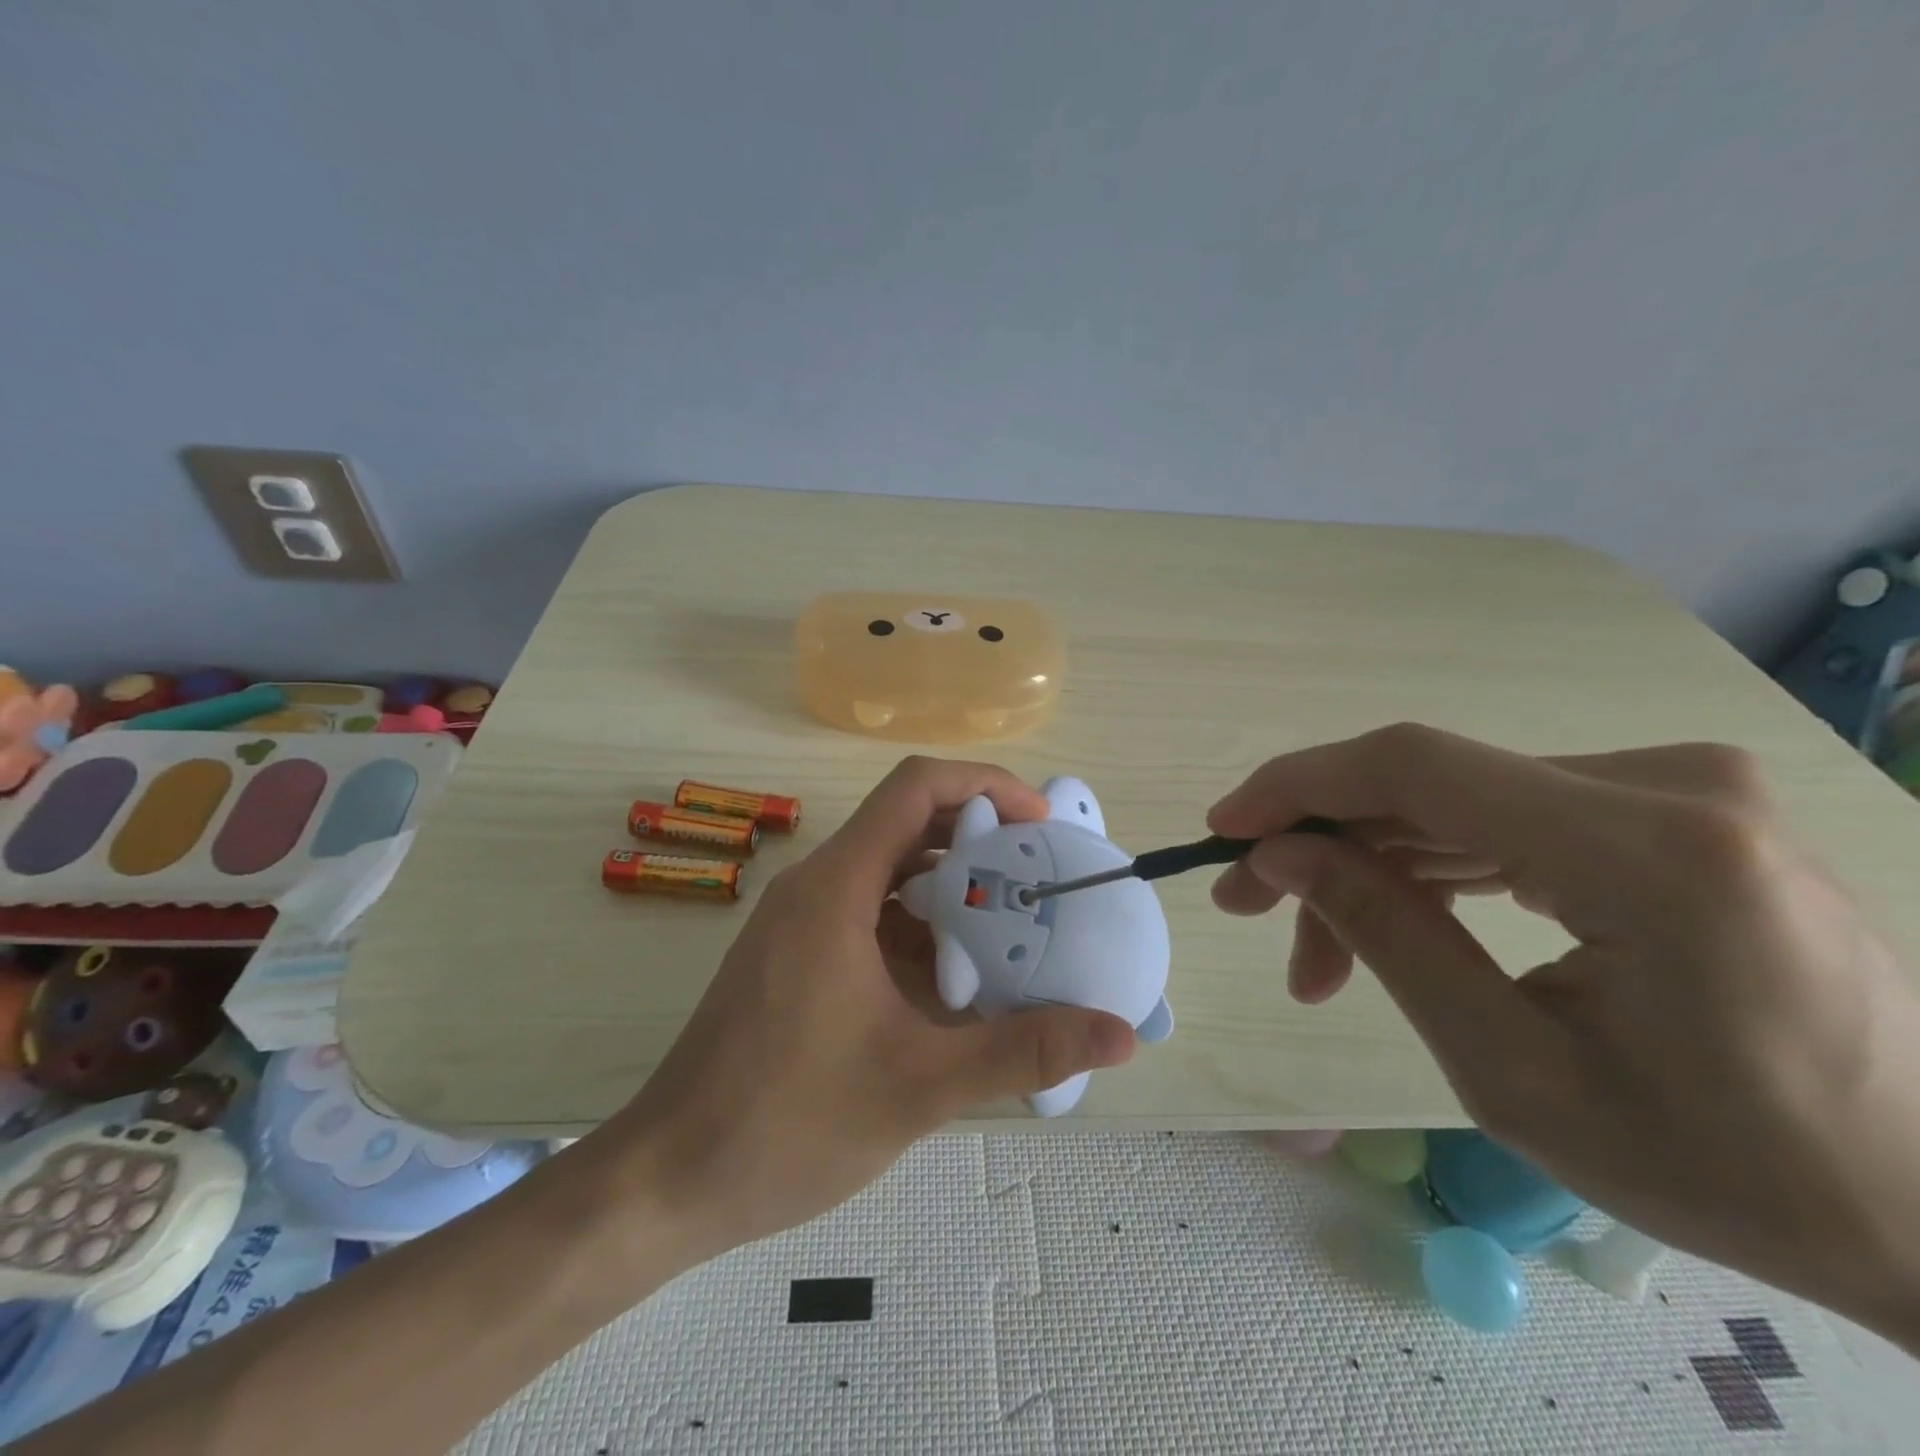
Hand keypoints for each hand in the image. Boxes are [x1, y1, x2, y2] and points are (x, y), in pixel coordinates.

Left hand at [599, 756, 1135, 1262]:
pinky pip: (868, 913)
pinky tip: (956, 982)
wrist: (669, 1177)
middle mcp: (816, 886)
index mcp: (836, 887)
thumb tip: (1119, 1035)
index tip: (1039, 827)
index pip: (915, 787)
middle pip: (907, 824)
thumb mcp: (920, 1085)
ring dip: (950, 890)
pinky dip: (918, 928)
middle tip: (1041, 881)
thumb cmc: (788, 1121)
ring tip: (1012, 930)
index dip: (984, 786)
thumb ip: (1023, 1050)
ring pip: (888, 872)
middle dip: (979, 841)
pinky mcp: (794, 954)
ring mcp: (800, 920)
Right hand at [1209, 724, 1919, 1345]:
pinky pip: (1504, 818)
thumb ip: (1388, 938)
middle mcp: (1670, 786)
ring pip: (1454, 803)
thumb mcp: (1514, 1071)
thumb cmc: (1730, 1170)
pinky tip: (1395, 923)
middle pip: (1428, 786)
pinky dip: (1432, 867)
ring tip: (1317, 956)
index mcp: (1652, 853)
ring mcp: (1676, 790)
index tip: (1224, 831)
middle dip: (1323, 846)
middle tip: (1253, 914)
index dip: (1299, 786)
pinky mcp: (1670, 810)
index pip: (1416, 767)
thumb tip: (1282, 856)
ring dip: (1371, 867)